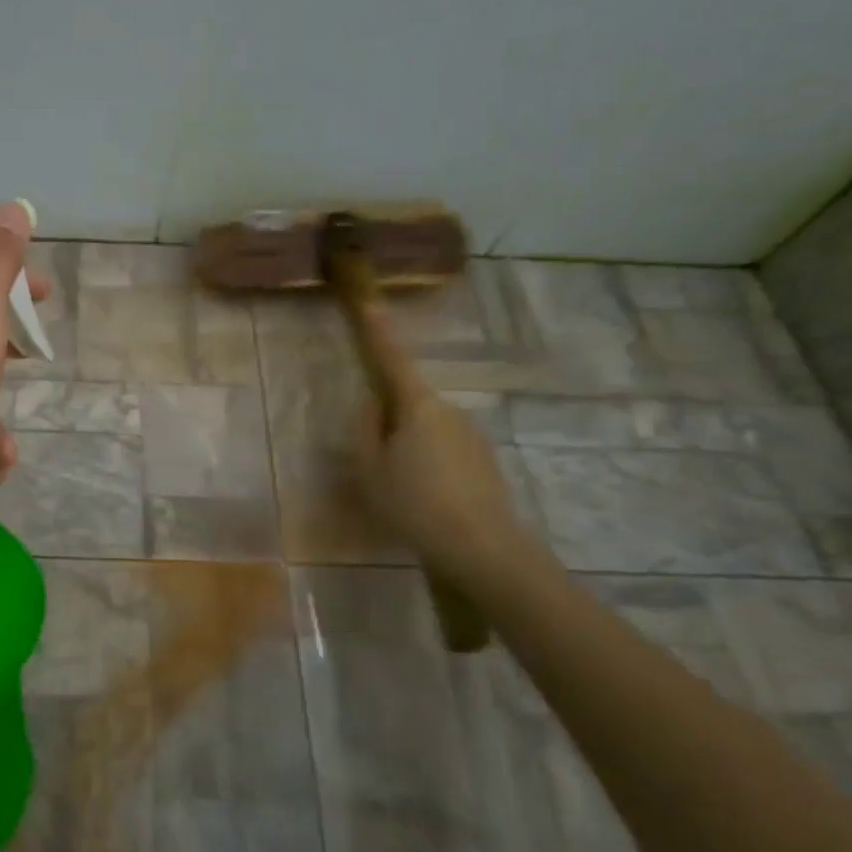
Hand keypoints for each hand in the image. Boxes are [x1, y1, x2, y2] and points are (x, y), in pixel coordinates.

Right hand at [352, 304, 524, 578]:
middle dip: (390, 421)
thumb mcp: (371, 469)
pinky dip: (431, 466)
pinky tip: (427, 502)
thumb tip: (371, 405)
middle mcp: (449, 411)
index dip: (379, 332)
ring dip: (411, 448)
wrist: (482, 548)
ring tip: (401, 491)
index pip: (392, 360)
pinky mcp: (486, 461)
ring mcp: (472, 435)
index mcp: (417, 406)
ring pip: (428, 430)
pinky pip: (447, 451)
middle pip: (410, 403)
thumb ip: (366, 430)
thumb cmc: (414, 503)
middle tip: (375, 460)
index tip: (370, 303)